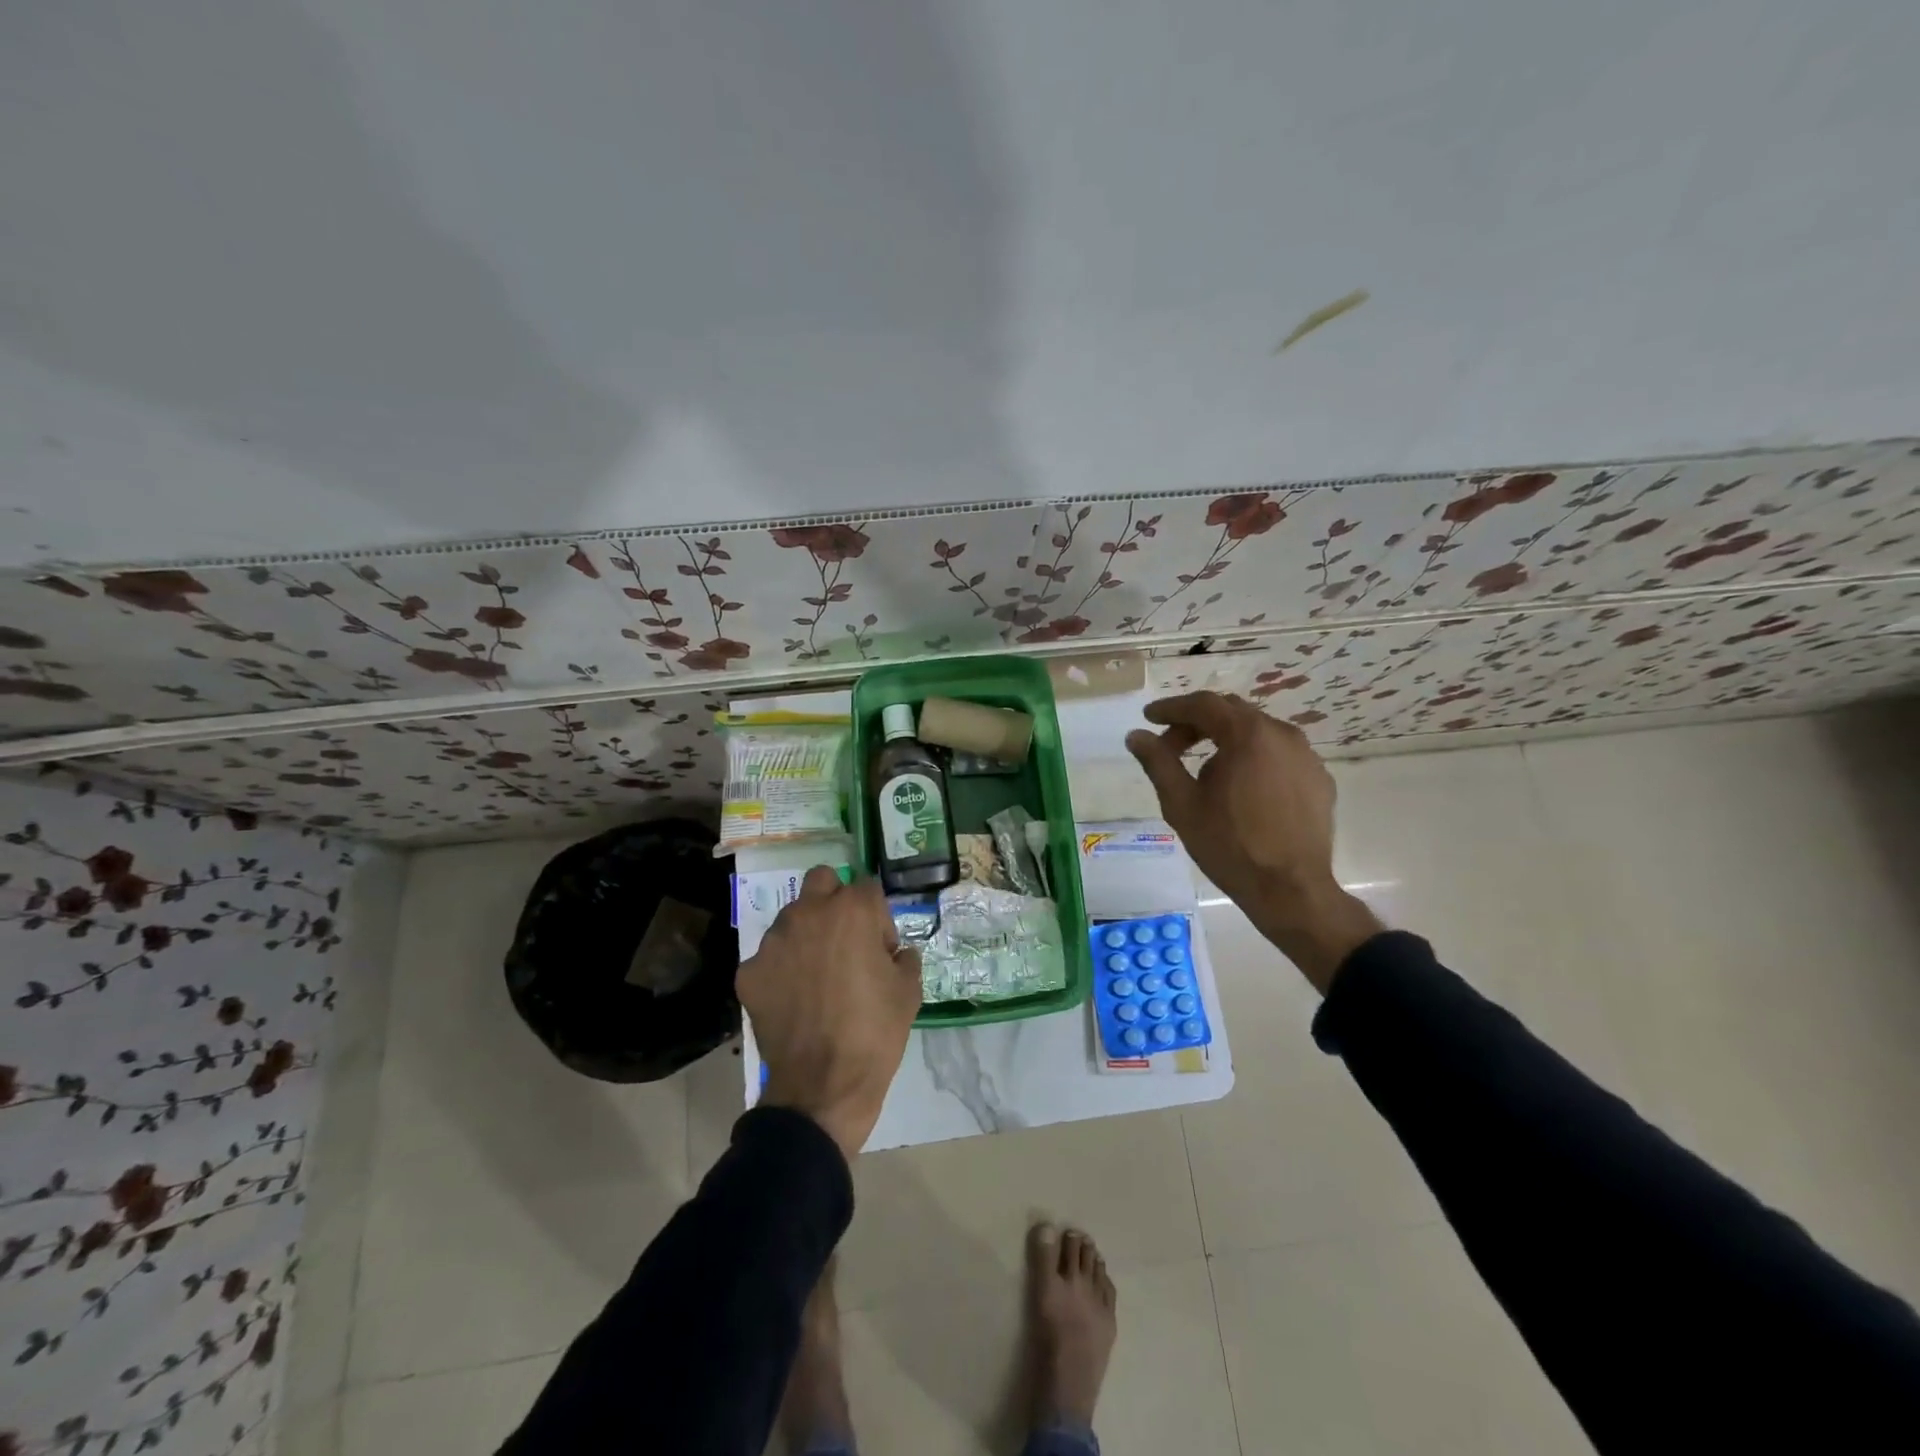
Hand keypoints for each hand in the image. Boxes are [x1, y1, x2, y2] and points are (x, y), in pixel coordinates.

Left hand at [737, 866, 921, 1157]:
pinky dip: (781, 971)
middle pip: (821, 881)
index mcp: (852, 911)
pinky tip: (793, 1001)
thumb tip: (894, 953)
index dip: (878, 917)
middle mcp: (809, 914)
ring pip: (791, 918)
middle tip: (844, 940)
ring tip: (816, 977)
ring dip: (806, 935)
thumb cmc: (875, 1032)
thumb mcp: (909, 991)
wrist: (823, 1086)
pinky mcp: (749, 972)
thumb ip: (904, 958)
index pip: (867, 887)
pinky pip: (769, 958)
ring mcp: (773, 942)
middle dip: (834, 901)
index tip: (881, 949)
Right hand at [1126, 692, 1380, 991]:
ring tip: (1204, 769)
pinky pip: (1279, 755)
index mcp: (1248, 735)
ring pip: (1258, 733)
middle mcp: (1282, 734)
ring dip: (1226, 740)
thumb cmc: (1229, 845)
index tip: (1149, 717)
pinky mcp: (1319, 779)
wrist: (1290, 890)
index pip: (1204, 705)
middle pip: (1232, 713)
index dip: (1172, 708)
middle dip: (1196, 723)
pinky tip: (1240, 787)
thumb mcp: (1182, 803)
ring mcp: (1306, 756)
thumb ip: (1158, 762)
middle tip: (1170, 745)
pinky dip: (1253, 758)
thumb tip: (1135, 736)